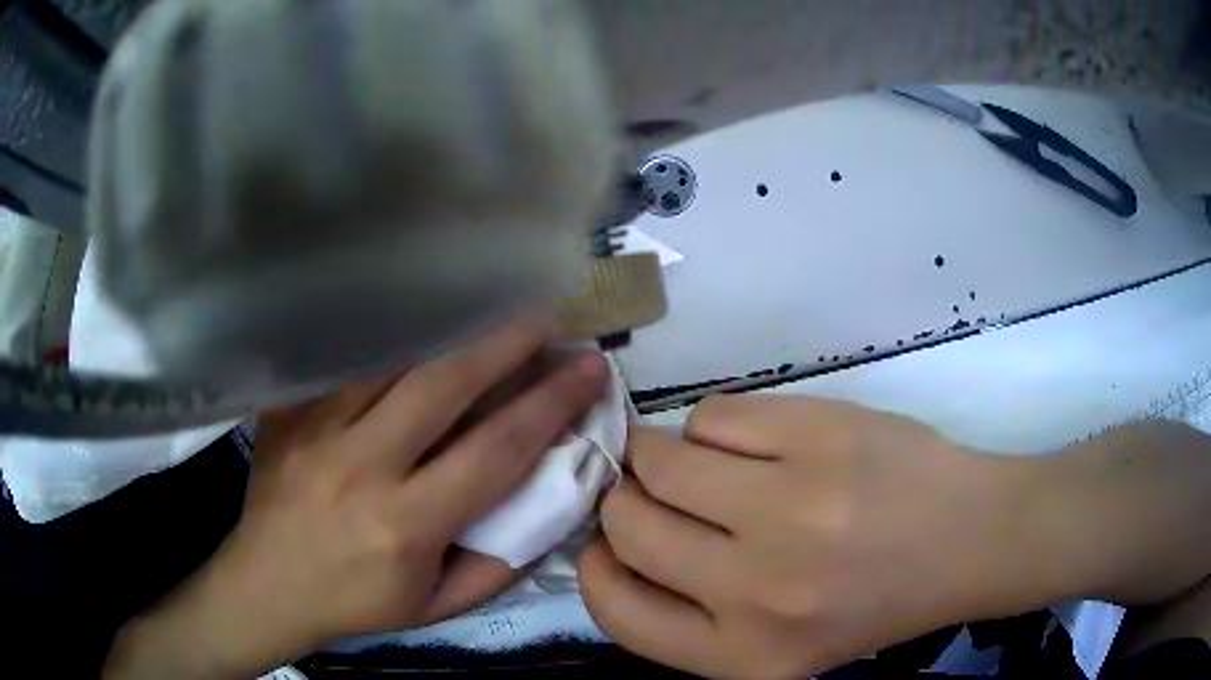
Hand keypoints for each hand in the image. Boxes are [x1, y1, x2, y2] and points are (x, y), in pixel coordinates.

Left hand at [106, 318, 606, 678]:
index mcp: (405, 524)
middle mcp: (361, 467)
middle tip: (545, 315)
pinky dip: (390, 338)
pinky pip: (346, 360)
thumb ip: (497, 563)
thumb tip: (545, 505)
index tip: (586, 368)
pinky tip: (418, 323)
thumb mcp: (436, 606)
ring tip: (489, 310)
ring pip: (392, 360)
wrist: (265, 584)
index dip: (549, 403)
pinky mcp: (289, 412)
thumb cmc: (355, 602)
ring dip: (449, 331)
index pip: (494, 450)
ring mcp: (316, 430)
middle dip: (504, 342)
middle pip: (442, 385)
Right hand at [578, 395, 1059, 678]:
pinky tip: (756, 440)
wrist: (968, 540)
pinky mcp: (818, 433)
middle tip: (652, 490)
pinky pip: (714, 415)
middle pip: (628, 522)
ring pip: (660, 457)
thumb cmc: (870, 601)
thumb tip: (618, 544)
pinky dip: (716, 425)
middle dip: (625, 499)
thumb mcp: (773, 646)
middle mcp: (756, 590)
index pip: (615, 612)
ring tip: (700, 460)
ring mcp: (790, 505)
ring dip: (661, 454)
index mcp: (741, 656)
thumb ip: (694, 615)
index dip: (598, 567)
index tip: (610, 543)